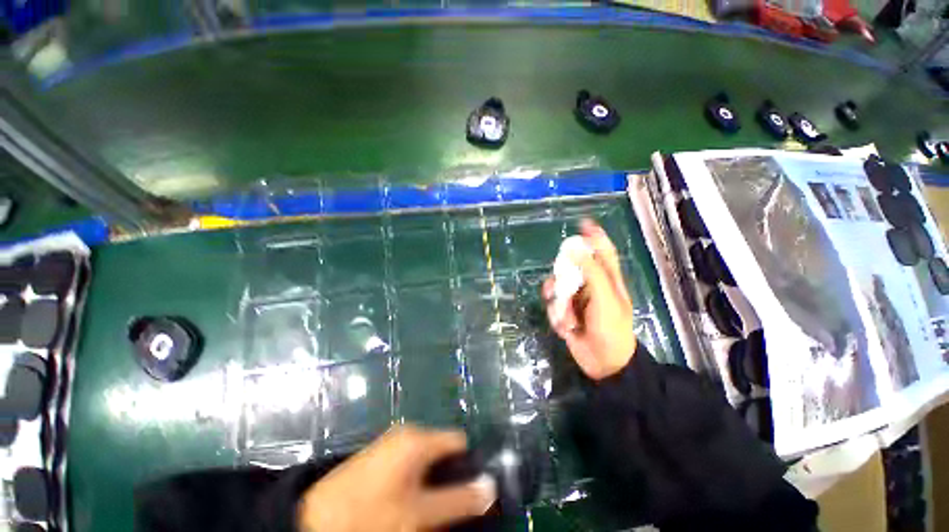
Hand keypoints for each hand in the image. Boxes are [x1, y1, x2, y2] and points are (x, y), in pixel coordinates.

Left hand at [297, 426, 495, 531]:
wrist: (313, 520)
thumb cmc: (371, 515)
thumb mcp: (418, 514)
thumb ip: (458, 500)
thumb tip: (491, 488)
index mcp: (419, 438)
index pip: (460, 441)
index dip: (470, 464)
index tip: (474, 490)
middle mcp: (408, 432)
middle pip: (443, 450)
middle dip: (451, 475)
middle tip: (450, 506)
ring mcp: (392, 442)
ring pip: (426, 458)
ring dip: (433, 480)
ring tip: (430, 508)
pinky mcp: (379, 454)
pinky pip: (410, 461)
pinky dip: (416, 479)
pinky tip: (408, 501)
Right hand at [543, 219, 635, 379]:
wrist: (604, 363)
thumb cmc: (611, 329)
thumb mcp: (605, 298)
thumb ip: (591, 272)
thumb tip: (575, 250)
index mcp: (607, 280)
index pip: (603, 252)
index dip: (595, 237)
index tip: (583, 224)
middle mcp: (590, 286)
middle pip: (569, 269)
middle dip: (561, 280)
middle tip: (560, 290)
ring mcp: (576, 300)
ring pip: (556, 288)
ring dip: (558, 304)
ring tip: (566, 319)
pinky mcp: (565, 313)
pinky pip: (552, 306)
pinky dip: (556, 316)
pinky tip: (566, 328)